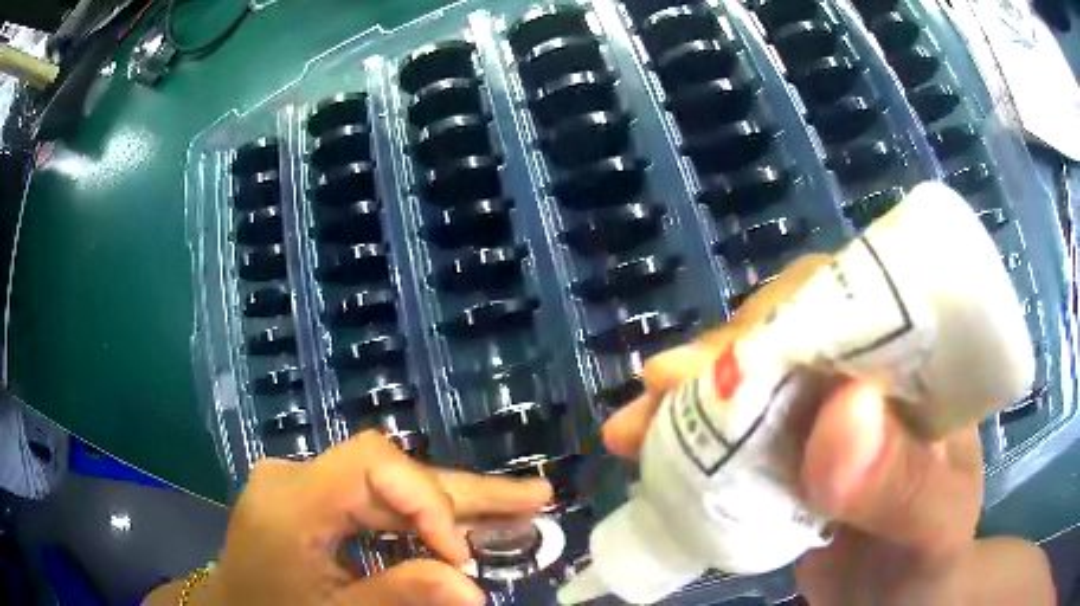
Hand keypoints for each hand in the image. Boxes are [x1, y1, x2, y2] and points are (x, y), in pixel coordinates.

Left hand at [160, 430, 551, 605]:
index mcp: (290, 501)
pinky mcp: (310, 496)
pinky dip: (419, 517)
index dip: (427, 502)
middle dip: (464, 492)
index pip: (372, 465)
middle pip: (391, 470)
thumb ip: (400, 597)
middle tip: (534, 498)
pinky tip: (460, 524)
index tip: (460, 558)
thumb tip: (475, 589)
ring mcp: (301, 482)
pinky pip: (373, 501)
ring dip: (450, 503)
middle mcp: (295, 476)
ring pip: (388, 484)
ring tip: (517, 508)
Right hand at [601, 256, 1052, 605]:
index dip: (795, 313)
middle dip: (726, 353)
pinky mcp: (787, 449)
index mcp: (920, 366)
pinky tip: (647, 445)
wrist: (899, 597)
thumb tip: (841, 416)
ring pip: (754, 373)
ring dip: (691, 393)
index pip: (862, 300)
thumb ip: (903, 483)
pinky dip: (688, 434)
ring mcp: (823, 410)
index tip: (731, 355)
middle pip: (794, 328)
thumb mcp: (933, 528)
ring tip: (634, 427)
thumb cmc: (929, 559)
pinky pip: (734, 425)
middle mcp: (869, 371)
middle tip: (662, 386)